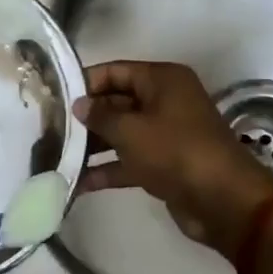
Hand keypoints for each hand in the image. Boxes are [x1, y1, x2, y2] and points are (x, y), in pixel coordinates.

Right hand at [73, 61, 272, 249]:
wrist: (223, 202)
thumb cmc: (175, 152)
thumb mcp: (130, 130)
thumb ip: (99, 115)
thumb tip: (79, 105)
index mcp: (162, 80)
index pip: (114, 71)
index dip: (84, 82)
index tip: (53, 97)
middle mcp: (164, 101)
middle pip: (115, 102)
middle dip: (85, 117)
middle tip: (48, 128)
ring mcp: (164, 134)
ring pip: (120, 133)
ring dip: (91, 145)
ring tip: (55, 154)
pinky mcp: (163, 164)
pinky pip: (128, 160)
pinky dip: (106, 169)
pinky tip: (77, 182)